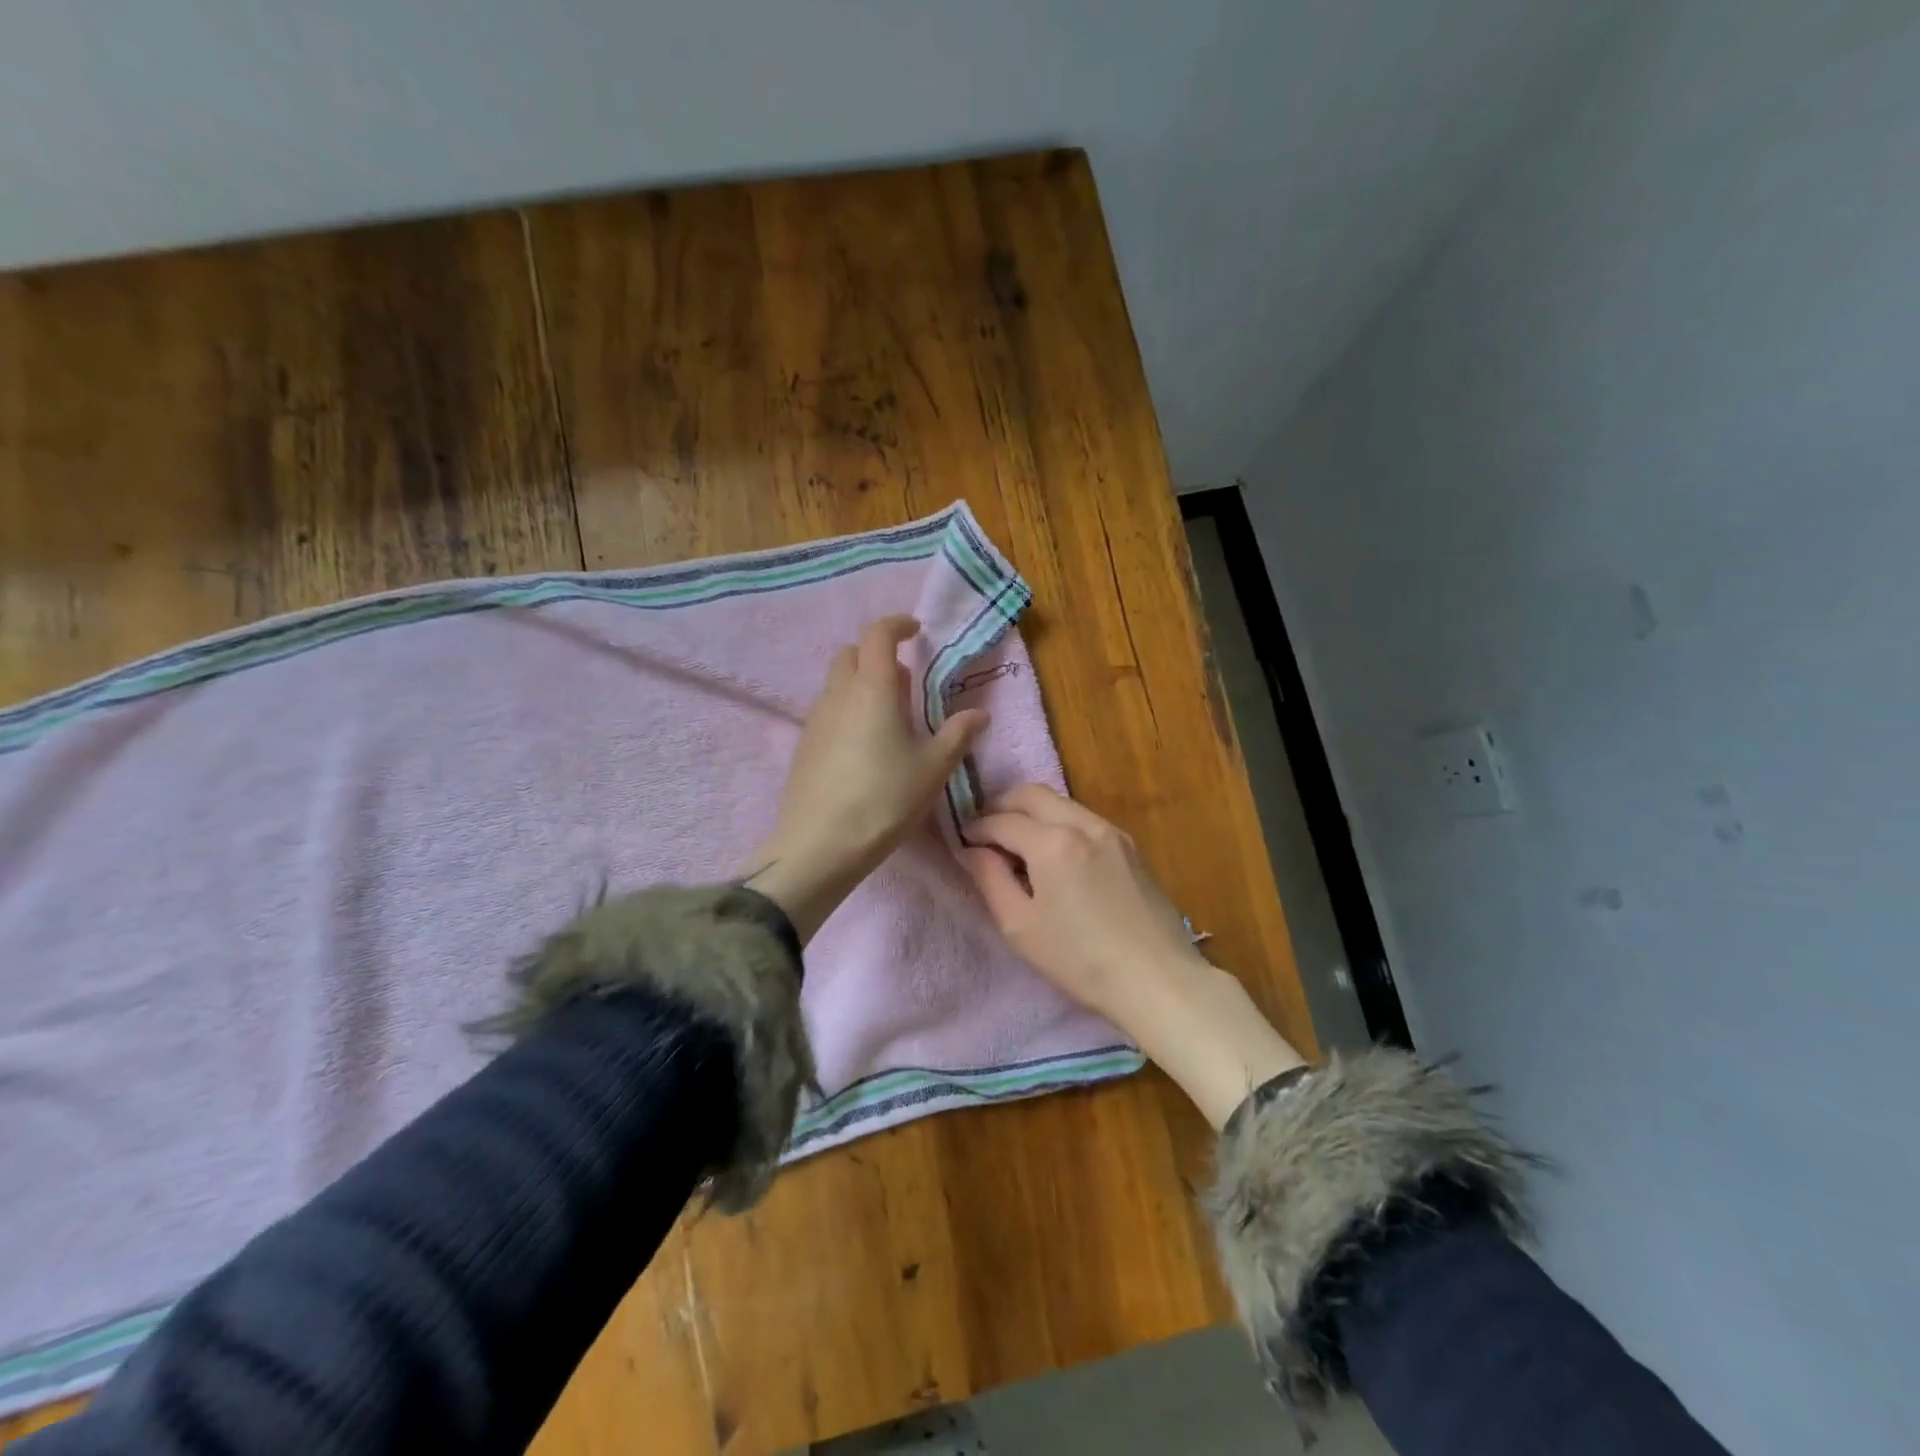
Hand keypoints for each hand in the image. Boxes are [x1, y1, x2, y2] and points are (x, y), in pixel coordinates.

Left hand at [746, 615, 987, 942]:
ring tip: (889, 719)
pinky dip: (847, 710)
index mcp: (873, 688)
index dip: (897, 625)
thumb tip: (979, 714)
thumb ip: (957, 735)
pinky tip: (864, 747)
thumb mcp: (932, 768)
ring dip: (862, 684)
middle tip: (905, 683)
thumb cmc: (885, 799)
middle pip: (852, 654)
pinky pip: (827, 710)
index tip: (916, 631)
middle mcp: (838, 694)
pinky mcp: (803, 745)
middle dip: (877, 655)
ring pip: (837, 683)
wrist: (820, 844)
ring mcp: (815, 719)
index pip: (878, 634)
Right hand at [958, 783, 1196, 1019]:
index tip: (963, 842)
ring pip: (1060, 802)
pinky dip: (1059, 823)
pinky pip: (1083, 818)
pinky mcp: (1130, 846)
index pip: (1001, 820)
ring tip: (1017, 844)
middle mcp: (1082, 824)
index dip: (976, 828)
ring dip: (1032, 812)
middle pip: (1031, 794)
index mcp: (1052, 842)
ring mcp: (1111, 832)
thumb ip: (990, 879)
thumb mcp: (1020, 927)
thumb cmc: (1080, 961)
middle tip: (985, 832)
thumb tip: (972, 850)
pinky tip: (1054, 855)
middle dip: (1001, 806)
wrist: (1158, 980)